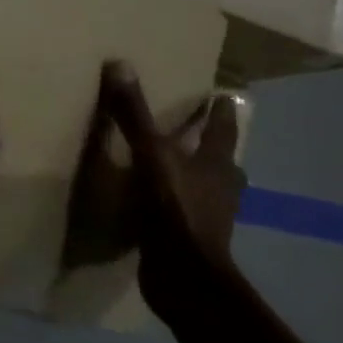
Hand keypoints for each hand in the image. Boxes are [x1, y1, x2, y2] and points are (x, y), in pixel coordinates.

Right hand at [65, 63, 246, 322]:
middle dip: (212, 145)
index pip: (223, 129)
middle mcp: (220, 188)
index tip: (222, 95)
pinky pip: (185, 210)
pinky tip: (155, 199)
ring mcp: (209, 217)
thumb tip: (119, 63)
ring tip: (173, 163)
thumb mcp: (150, 154)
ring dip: (195, 175)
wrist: (184, 278)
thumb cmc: (175, 209)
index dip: (221, 111)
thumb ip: (133, 114)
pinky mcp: (191, 239)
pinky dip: (175, 201)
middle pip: (222, 160)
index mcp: (217, 163)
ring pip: (207, 187)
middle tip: (195, 128)